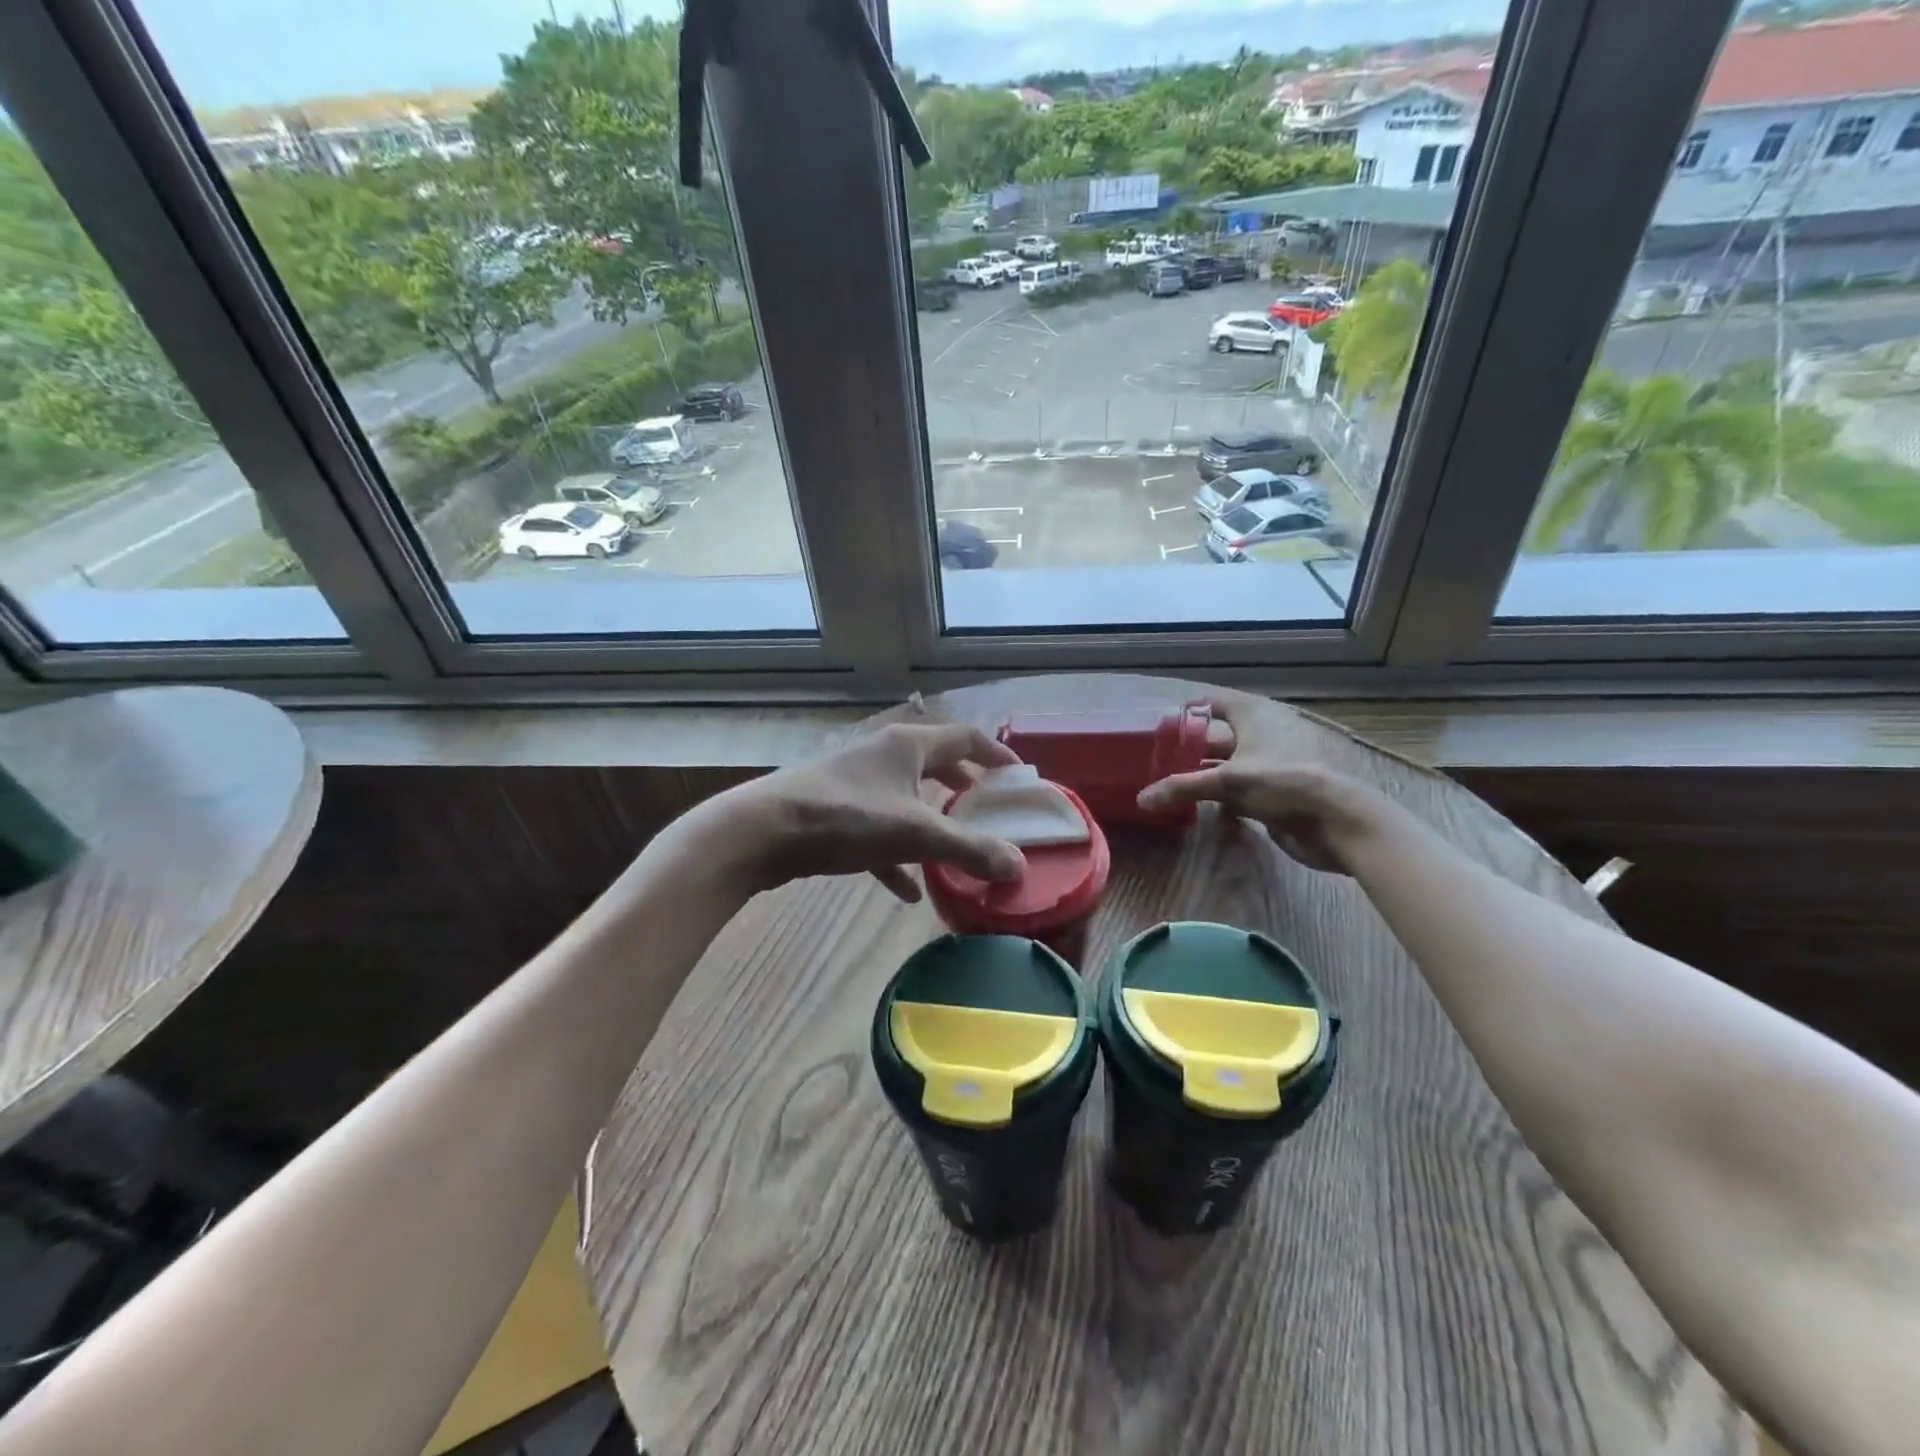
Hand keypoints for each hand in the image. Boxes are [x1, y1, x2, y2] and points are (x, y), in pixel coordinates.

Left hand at [706, 722, 1026, 900]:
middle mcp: (882, 754)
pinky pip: (877, 830)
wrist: (761, 831)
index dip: (995, 754)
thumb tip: (1019, 867)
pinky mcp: (833, 811)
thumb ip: (969, 849)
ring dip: (930, 820)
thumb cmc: (845, 818)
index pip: (964, 738)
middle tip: (988, 808)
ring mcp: (855, 782)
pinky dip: (896, 854)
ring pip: (905, 797)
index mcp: (907, 745)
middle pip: (934, 763)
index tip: (1019, 776)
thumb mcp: (915, 834)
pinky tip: (907, 891)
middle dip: (962, 786)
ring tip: (954, 846)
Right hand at [1136, 689, 1385, 874]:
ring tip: (1168, 782)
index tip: (1159, 728)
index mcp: (1253, 715)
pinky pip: (1237, 787)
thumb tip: (1141, 799)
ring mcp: (1268, 763)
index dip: (1186, 712)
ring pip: (1226, 763)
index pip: (1212, 702)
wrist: (1336, 821)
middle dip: (1188, 747)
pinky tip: (1196, 806)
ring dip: (1201, 773)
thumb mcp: (1228, 781)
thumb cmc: (1283, 783)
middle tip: (1156, 759)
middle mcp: (1260, 732)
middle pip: (1216, 734)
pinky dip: (1217, 794)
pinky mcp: (1274, 791)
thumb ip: (1182, 787)